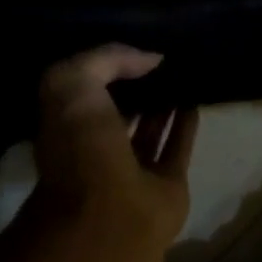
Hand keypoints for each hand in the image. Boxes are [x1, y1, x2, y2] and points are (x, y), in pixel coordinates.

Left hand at [32, 44, 198, 248]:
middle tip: (158, 62)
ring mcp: (133, 169)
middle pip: (117, 112)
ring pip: (148, 131)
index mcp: (66, 126)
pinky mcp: (166, 184)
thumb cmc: (83, 148)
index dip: (104, 68)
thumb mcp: (74, 85)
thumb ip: (105, 60)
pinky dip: (186, 127)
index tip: (129, 47)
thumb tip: (150, 59)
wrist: (111, 213)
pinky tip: (194, 103)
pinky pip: (177, 148)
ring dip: (162, 107)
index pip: (84, 91)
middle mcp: (96, 148)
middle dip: (133, 88)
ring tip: (179, 77)